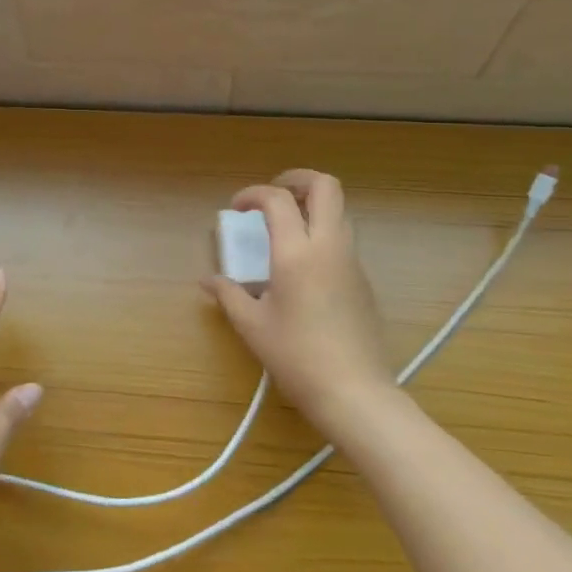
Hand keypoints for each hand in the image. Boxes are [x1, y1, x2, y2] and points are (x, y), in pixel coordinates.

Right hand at [204, 169, 395, 438]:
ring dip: (311, 206)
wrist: (354, 391)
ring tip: (284, 227)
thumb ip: (228, 295)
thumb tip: (208, 281)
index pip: (277, 199)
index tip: (236, 208)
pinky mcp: (363, 280)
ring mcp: (351, 261)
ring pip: (339, 210)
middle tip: (271, 195)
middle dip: (297, 179)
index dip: (253, 194)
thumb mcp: (252, 325)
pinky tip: (301, 264)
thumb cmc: (296, 356)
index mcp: (297, 252)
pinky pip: (343, 238)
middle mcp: (329, 246)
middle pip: (325, 186)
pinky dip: (321, 232)